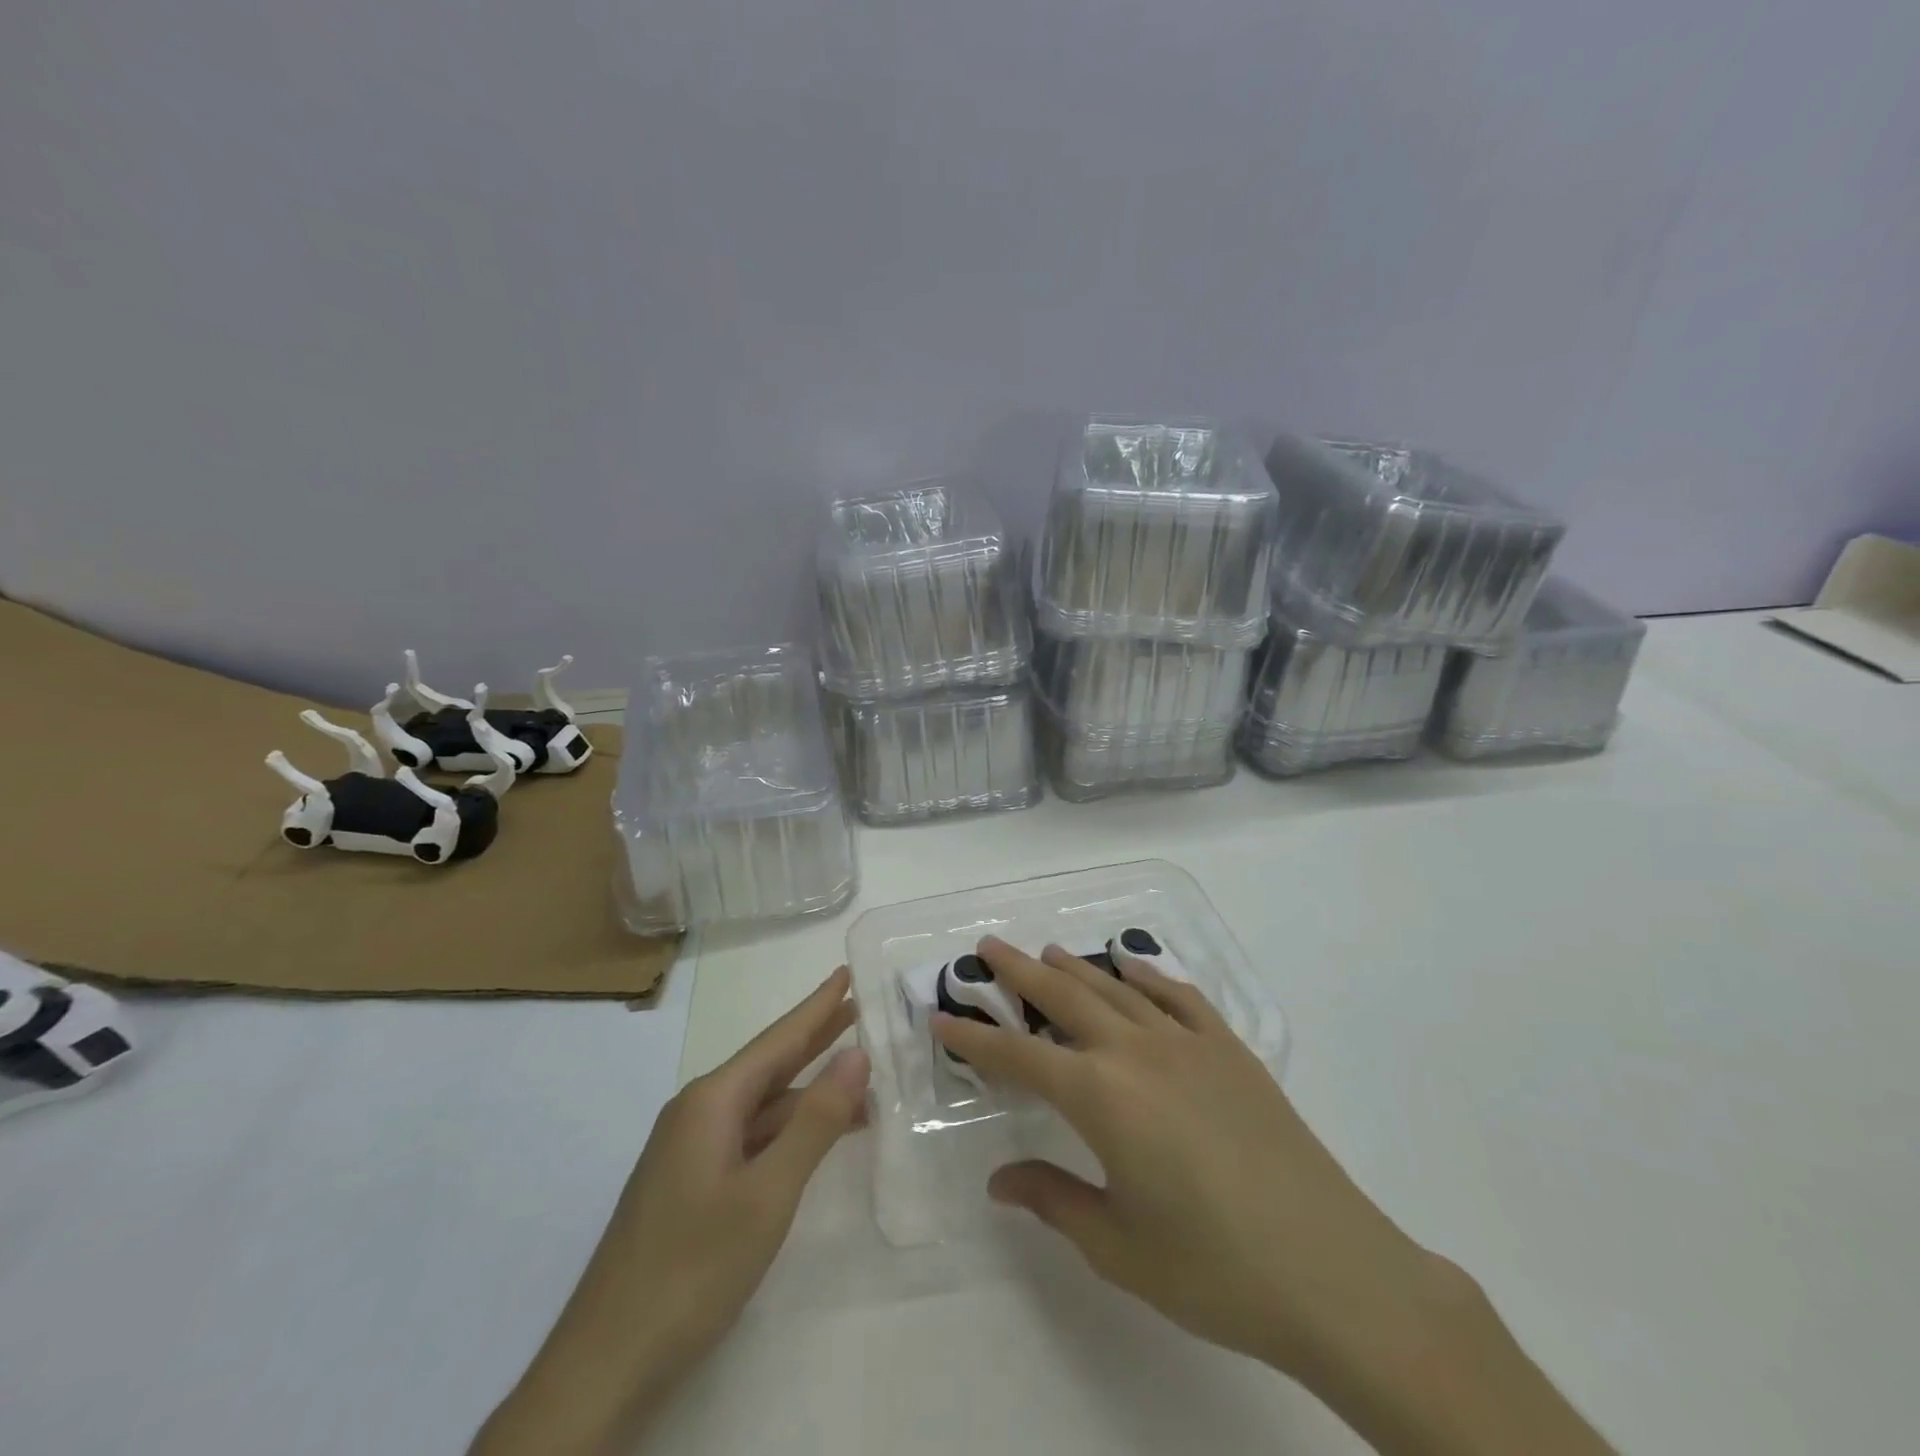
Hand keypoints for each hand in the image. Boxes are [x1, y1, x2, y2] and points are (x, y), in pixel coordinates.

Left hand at [473, 967, 868, 1454]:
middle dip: (815, 1036)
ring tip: (861, 1077)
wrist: (605, 1364)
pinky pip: (751, 1136)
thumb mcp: (768, 1194)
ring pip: (763, 1105)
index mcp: (712, 1100)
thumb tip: (856, 1055)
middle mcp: (698, 1112)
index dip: (817, 1006)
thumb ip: (815, 1122)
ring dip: (809, 1091)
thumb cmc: (692, 1268)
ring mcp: (691, 1149)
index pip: (778, 1039)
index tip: (847, 971)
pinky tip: (817, 1136)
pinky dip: (790, 1129)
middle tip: (859, 1008)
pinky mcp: (691, 1183)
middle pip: (770, 1064)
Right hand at [933, 937, 1434, 1377]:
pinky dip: (1146, 974)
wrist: (1333, 1270)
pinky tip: (1130, 966)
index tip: (941, 1018)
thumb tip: (1000, 1180)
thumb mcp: (1118, 1246)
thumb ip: (1054, 1199)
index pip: (1019, 1057)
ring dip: (1074, 967)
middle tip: (986, 948)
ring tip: (1044, 952)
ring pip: (1115, 988)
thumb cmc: (1214, 1269)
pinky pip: (1177, 996)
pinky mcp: (1229, 1049)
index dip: (975, 1038)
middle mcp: (1136, 1052)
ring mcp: (1187, 1043)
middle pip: (1063, 997)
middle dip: (1018, 973)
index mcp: (1101, 1097)